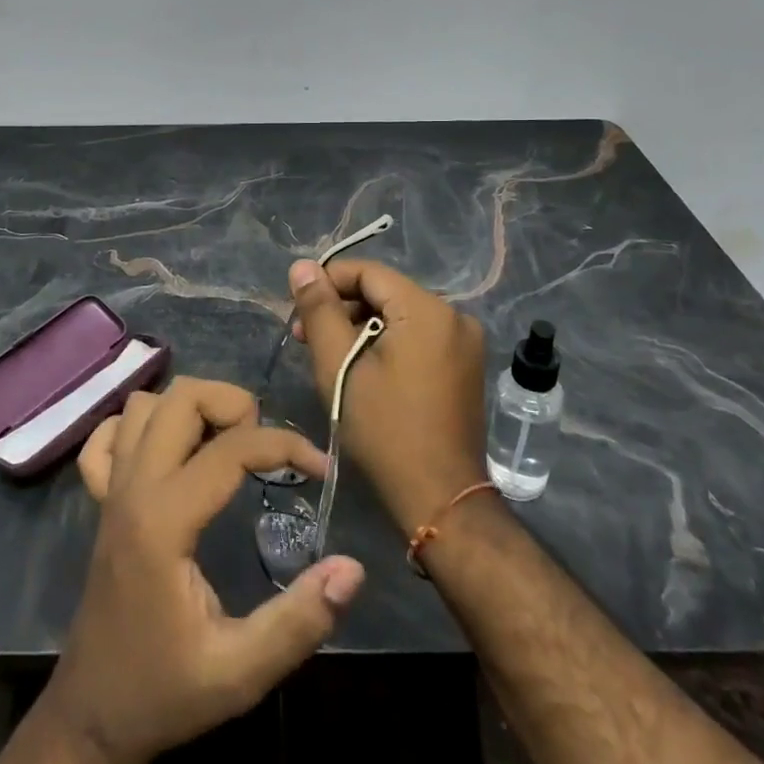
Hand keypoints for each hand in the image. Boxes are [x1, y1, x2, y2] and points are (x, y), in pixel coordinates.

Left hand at [49, 377, 365, 763]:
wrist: (92, 717)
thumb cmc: (164, 692)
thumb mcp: (240, 673)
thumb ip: (299, 621)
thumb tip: (352, 569)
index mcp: (164, 521)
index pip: (230, 448)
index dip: (285, 445)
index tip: (320, 469)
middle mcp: (133, 487)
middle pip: (182, 398)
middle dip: (234, 405)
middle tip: (265, 448)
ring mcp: (111, 488)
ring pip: (145, 405)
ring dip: (191, 409)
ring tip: (225, 445)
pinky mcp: (100, 499)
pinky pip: (108, 436)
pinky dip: (138, 427)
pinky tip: (167, 453)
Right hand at [289, 259, 487, 531]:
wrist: (441, 498)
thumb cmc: (385, 429)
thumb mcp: (340, 366)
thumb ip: (319, 309)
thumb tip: (302, 266)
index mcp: (427, 309)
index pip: (368, 272)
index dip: (328, 283)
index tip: (298, 311)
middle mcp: (454, 315)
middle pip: (385, 293)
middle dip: (342, 309)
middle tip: (305, 339)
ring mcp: (464, 342)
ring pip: (400, 315)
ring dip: (362, 328)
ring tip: (330, 358)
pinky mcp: (465, 365)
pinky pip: (418, 336)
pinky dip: (387, 344)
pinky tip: (363, 369)